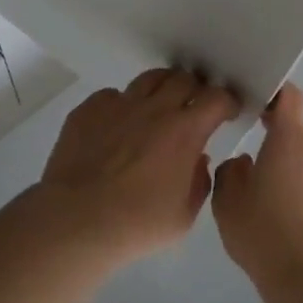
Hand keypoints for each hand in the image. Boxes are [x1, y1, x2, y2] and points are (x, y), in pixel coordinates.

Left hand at [33, 67, 240, 263]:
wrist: (76, 220)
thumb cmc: (136, 224)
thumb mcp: (183, 217)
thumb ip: (198, 183)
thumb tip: (198, 160)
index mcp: (184, 131)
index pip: (216, 98)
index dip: (226, 101)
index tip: (227, 112)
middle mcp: (154, 109)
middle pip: (183, 79)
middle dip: (195, 90)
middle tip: (193, 106)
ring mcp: (119, 105)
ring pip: (149, 78)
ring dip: (162, 88)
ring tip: (160, 104)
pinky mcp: (88, 109)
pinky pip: (112, 95)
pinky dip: (123, 105)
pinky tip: (119, 124)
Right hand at [210, 84, 302, 286]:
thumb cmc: (264, 230)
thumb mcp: (227, 200)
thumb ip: (231, 171)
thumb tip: (244, 163)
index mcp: (289, 140)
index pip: (290, 96)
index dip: (274, 93)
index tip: (255, 101)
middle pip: (297, 131)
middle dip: (276, 139)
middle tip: (251, 159)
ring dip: (288, 172)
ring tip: (266, 202)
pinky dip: (302, 197)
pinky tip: (284, 225)